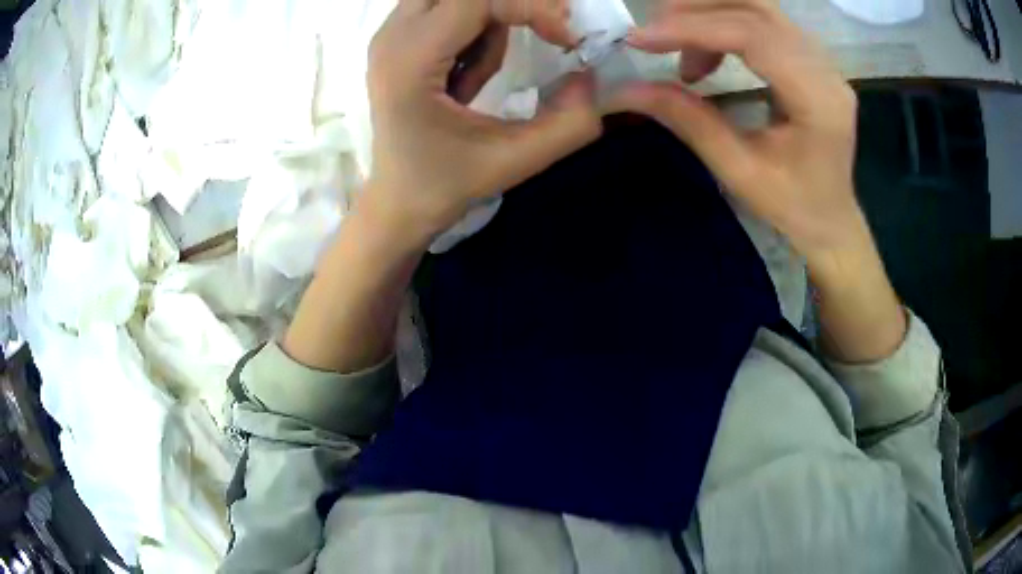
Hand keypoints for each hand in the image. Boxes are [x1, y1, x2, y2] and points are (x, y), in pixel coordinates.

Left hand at [362, 0, 602, 246]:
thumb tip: (595, 78)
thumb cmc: (444, 185)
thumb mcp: (515, 161)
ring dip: (491, 20)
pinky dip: (475, 29)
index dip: (532, 6)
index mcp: (410, 62)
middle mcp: (391, 36)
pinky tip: (465, 75)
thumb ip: (569, 124)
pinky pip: (448, 9)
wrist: (397, 202)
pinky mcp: (397, 40)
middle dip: (514, 5)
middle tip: (547, 32)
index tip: (566, 39)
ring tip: (479, 80)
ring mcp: (389, 34)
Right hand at [609, 0, 866, 262]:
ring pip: (759, 8)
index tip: (641, 39)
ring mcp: (822, 60)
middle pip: (757, 9)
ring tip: (677, 44)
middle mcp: (826, 68)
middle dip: (697, 11)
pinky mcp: (812, 59)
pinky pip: (764, 22)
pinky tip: (706, 51)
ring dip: (709, 14)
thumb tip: (626, 89)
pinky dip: (725, 24)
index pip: (753, 36)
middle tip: (654, 31)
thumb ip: (689, 120)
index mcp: (818, 99)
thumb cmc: (793, 208)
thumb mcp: (739, 171)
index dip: (693, 29)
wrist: (831, 221)